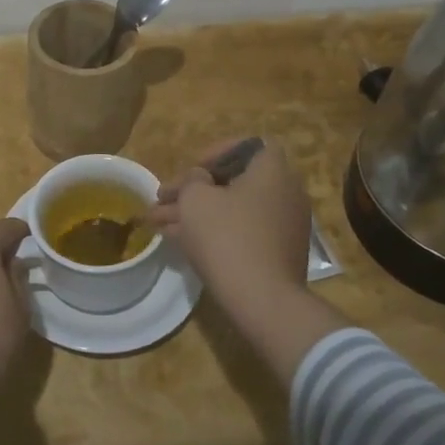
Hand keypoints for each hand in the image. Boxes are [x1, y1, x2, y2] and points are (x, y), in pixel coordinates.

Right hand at [152, 139, 311, 303]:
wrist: (261, 299)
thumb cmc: (226, 236)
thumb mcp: (195, 198)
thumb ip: (193, 179)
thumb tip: (200, 179)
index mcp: (272, 170)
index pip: (248, 145)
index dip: (216, 152)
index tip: (192, 169)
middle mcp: (285, 192)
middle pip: (234, 181)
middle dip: (194, 189)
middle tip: (163, 199)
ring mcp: (284, 226)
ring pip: (233, 210)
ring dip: (197, 213)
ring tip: (158, 223)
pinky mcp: (278, 254)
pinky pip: (242, 232)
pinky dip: (215, 232)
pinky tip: (179, 241)